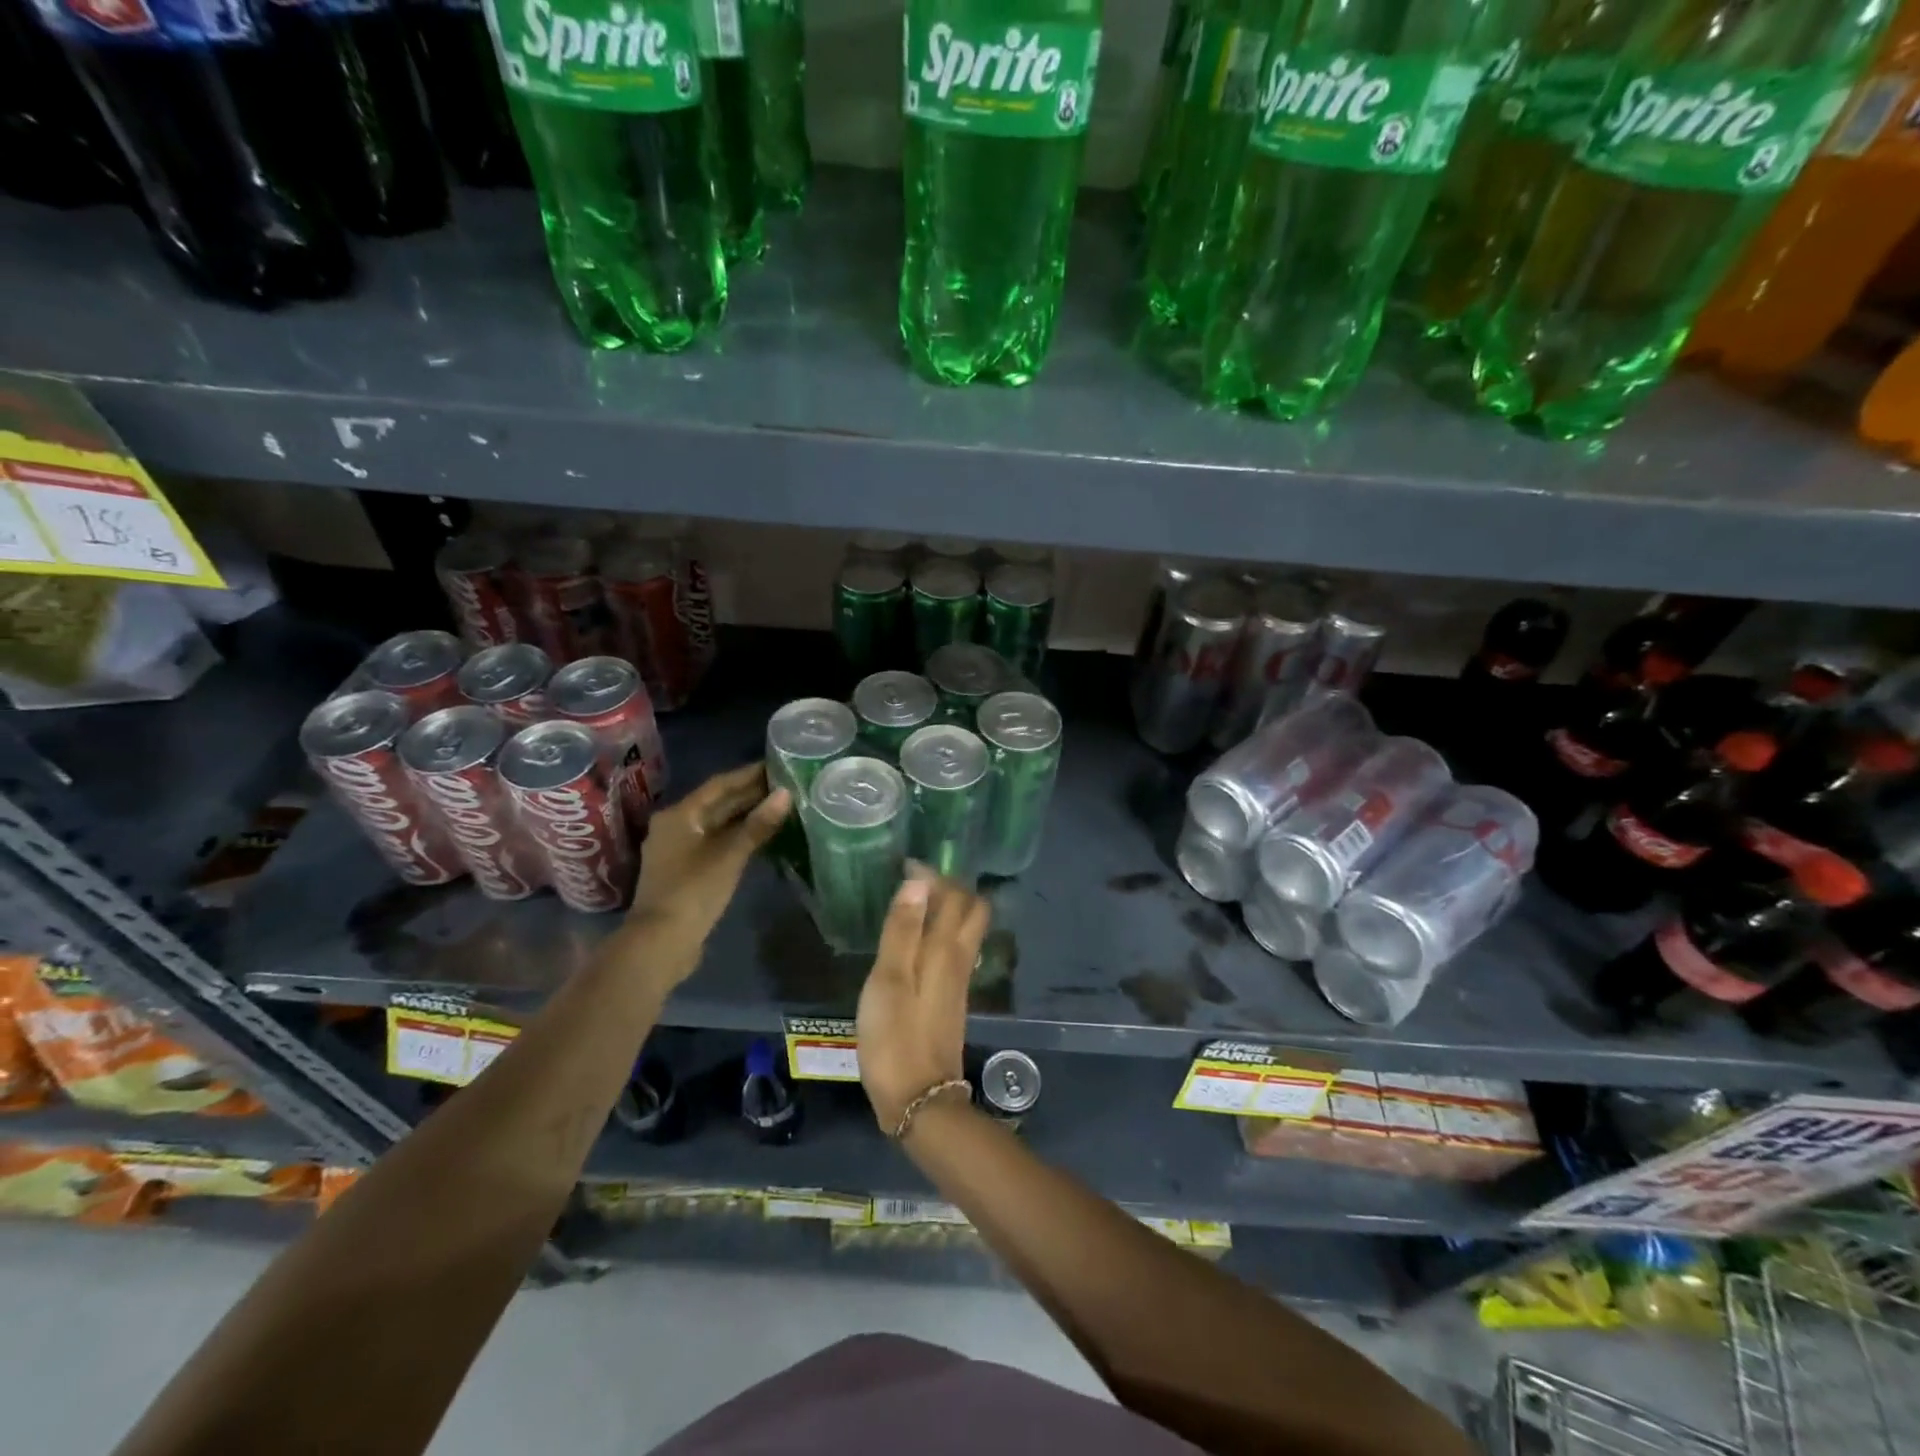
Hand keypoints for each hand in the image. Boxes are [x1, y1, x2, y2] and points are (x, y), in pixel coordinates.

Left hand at [623, 763, 789, 976]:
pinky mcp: (685, 871)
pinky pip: (715, 843)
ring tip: (779, 808)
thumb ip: (758, 824)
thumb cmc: (693, 891)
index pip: (719, 785)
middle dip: (749, 795)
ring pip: (717, 824)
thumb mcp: (730, 855)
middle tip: (785, 786)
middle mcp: (675, 826)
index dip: (749, 774)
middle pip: (717, 804)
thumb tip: (786, 794)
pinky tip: (760, 837)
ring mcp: (678, 850)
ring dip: (745, 816)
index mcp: (680, 815)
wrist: (661, 943)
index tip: (777, 766)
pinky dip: (737, 837)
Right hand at [855, 870, 989, 1132]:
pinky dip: (942, 934)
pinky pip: (957, 950)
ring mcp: (960, 981)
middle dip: (950, 888)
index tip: (906, 865)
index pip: (955, 896)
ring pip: (966, 930)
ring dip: (947, 910)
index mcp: (946, 949)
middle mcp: (961, 959)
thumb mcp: (889, 979)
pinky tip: (918, 942)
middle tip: (916, 883)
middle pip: (972, 910)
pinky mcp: (952, 999)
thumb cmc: (895, 1036)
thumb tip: (918, 881)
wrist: (919, 1099)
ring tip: (913, 905)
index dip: (934, 875)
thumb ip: (902, 930)